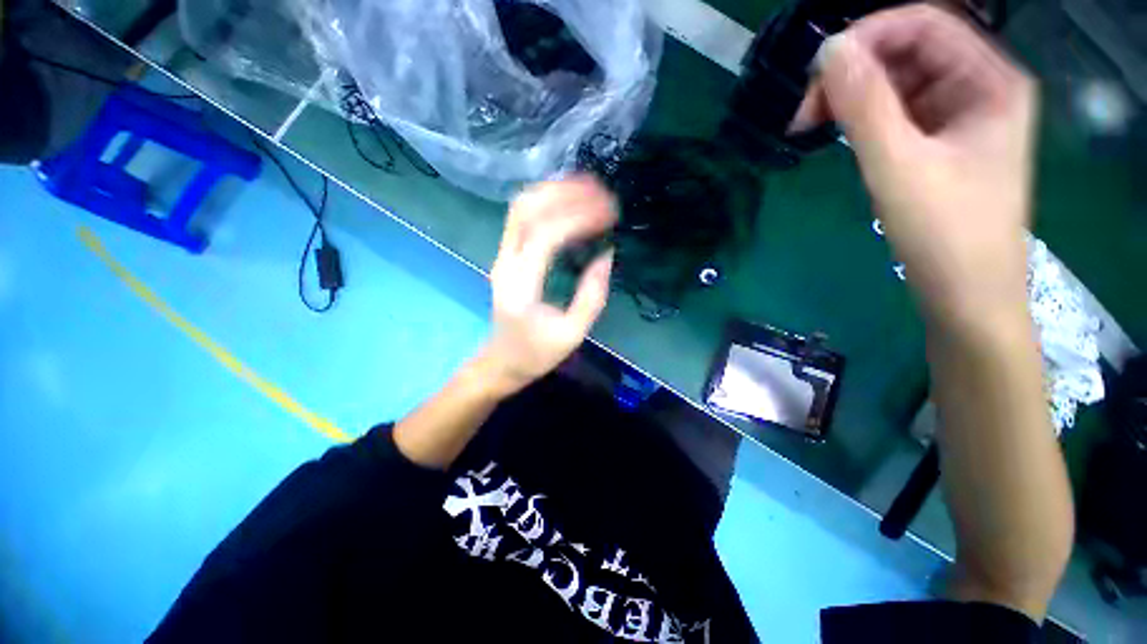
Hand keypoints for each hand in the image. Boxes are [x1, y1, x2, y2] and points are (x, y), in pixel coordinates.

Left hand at [480, 176, 616, 394]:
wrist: (501, 362)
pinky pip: (523, 218)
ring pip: (521, 208)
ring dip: (554, 191)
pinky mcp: (506, 256)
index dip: (579, 218)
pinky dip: (547, 202)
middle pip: (526, 210)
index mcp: (521, 286)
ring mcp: (502, 256)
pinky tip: (570, 201)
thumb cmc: (536, 353)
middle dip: (565, 192)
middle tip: (602, 191)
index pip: (546, 236)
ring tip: (589, 188)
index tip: (610, 213)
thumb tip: (606, 254)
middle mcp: (505, 263)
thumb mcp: (572, 334)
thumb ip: (591, 296)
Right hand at [795, 5, 1036, 326]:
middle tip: (806, 113)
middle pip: (909, 50)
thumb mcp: (898, 166)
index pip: (924, 24)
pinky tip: (842, 138)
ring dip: (853, 96)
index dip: (866, 37)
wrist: (965, 296)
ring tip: (814, 127)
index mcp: (990, 79)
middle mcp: (980, 86)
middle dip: (854, 71)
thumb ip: (864, 104)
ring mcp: (961, 115)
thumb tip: (828, 50)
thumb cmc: (944, 234)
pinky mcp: (941, 142)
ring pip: (899, 81)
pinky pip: (898, 111)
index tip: (816, 76)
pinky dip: (864, 118)